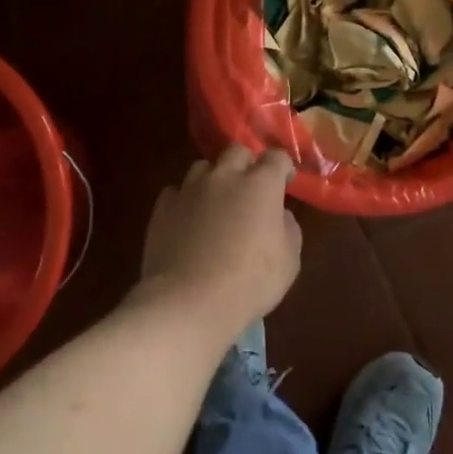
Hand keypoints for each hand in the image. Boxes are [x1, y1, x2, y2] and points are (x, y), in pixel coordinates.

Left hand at [138, 146, 302, 343]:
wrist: (188, 302)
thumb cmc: (249, 283)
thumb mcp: (289, 262)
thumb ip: (289, 229)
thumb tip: (280, 215)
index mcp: (260, 185)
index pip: (276, 157)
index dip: (282, 167)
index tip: (284, 182)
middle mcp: (225, 176)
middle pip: (237, 151)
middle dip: (246, 164)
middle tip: (249, 189)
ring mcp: (190, 188)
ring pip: (203, 167)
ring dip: (214, 178)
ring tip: (216, 203)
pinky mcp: (164, 206)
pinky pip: (177, 191)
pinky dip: (186, 199)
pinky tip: (188, 220)